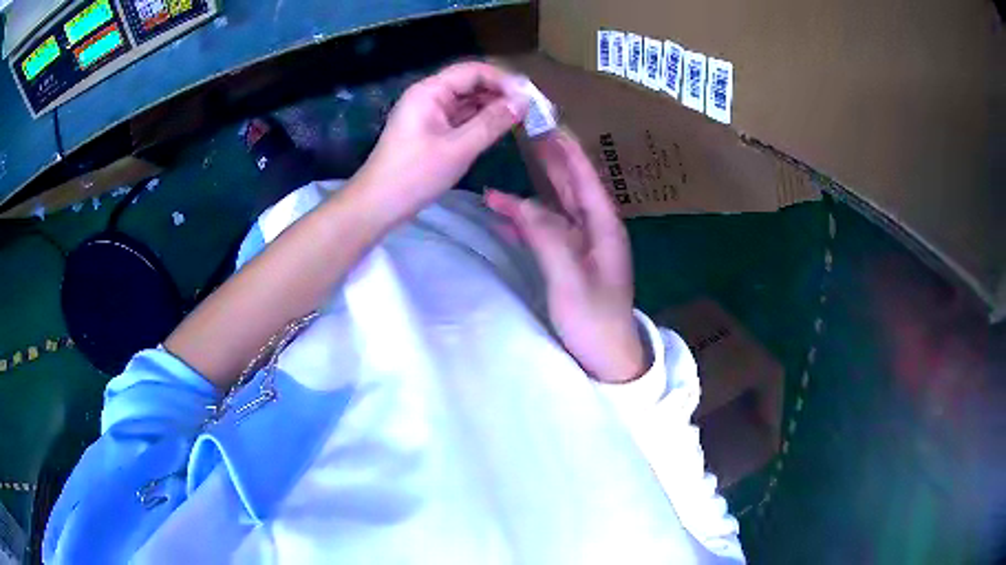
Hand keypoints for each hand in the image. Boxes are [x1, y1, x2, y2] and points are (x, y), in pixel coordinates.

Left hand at [352, 61, 529, 225]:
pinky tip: (501, 127)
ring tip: (523, 117)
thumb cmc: (415, 175)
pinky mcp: (431, 129)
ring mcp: (429, 113)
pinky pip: (461, 117)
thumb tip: (524, 101)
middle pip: (471, 83)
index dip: (504, 80)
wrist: (378, 205)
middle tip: (533, 107)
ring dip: (493, 106)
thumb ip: (493, 122)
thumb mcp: (459, 148)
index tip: (531, 96)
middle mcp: (430, 95)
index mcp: (430, 91)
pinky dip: (481, 120)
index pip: (474, 71)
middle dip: (501, 92)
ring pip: (468, 100)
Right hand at [486, 129, 645, 382]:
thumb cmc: (594, 321)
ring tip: (512, 166)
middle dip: (552, 160)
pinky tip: (507, 213)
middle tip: (530, 133)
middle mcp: (595, 230)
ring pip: (557, 207)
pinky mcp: (570, 262)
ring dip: (535, 188)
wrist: (607, 358)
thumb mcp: (570, 279)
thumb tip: (521, 203)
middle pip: (572, 186)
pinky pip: (547, 231)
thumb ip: (547, 237)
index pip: (585, 178)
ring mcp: (582, 246)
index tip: (550, 125)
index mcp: (603, 227)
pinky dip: (527, 219)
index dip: (568, 150)